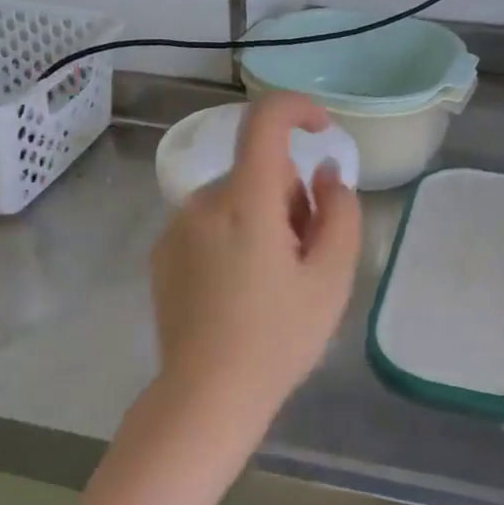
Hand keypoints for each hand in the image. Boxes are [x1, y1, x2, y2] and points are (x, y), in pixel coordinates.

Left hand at [150, 93, 362, 423]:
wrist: (207, 395)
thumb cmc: (279, 338)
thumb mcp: (332, 278)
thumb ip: (340, 212)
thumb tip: (325, 174)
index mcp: (246, 200)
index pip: (265, 120)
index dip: (299, 109)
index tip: (323, 131)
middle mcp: (203, 202)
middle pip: (257, 171)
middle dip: (289, 196)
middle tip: (305, 255)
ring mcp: (176, 228)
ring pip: (234, 199)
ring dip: (261, 219)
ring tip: (272, 281)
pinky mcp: (163, 254)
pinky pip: (208, 224)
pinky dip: (232, 237)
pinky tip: (237, 292)